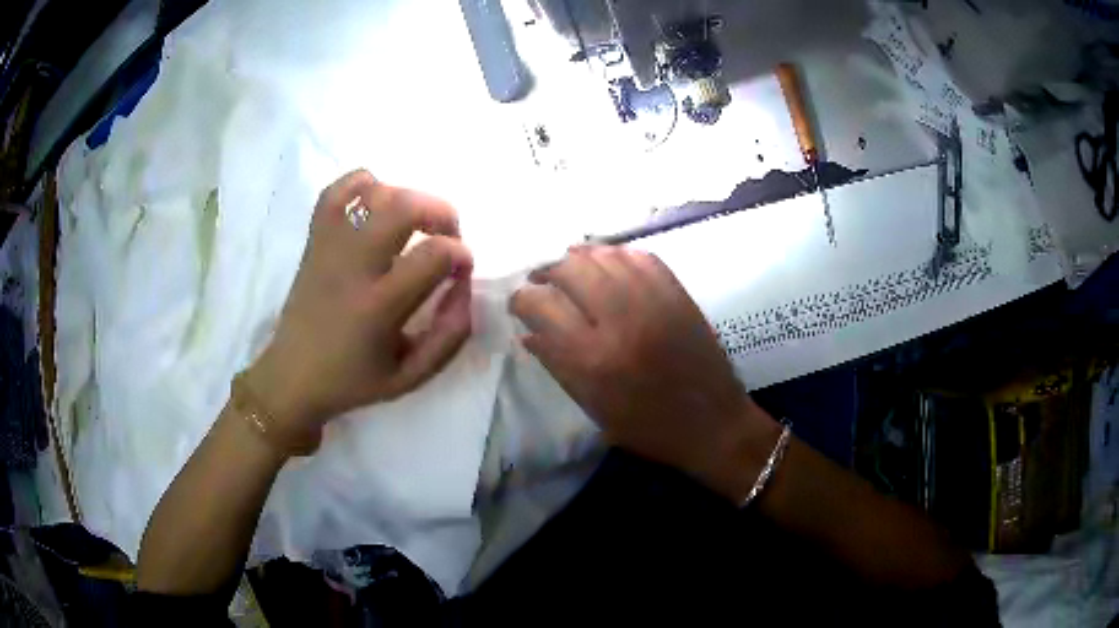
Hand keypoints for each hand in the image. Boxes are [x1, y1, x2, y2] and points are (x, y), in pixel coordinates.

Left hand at [246, 170, 473, 451]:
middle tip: (446, 235)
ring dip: (407, 197)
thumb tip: (463, 286)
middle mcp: (353, 267)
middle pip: (404, 206)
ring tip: (413, 223)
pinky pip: (335, 191)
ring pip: (373, 191)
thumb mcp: (412, 376)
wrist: (293, 377)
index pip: (435, 255)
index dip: (461, 254)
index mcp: (379, 307)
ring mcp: (329, 247)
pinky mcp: (314, 240)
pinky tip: (375, 203)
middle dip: (440, 211)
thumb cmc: (354, 380)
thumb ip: (449, 335)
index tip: (460, 269)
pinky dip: (362, 184)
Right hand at [510, 246, 778, 500]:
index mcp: (593, 358)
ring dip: (579, 258)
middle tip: (542, 281)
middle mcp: (620, 319)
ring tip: (571, 270)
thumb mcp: (594, 407)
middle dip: (547, 270)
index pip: (541, 305)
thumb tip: (528, 333)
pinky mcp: (678, 293)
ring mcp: (653, 300)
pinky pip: (640, 256)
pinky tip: (608, 266)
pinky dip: (617, 255)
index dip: (522, 299)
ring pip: (604, 255)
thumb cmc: (648, 427)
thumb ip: (557, 365)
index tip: (520, 303)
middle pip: (570, 268)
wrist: (713, 423)